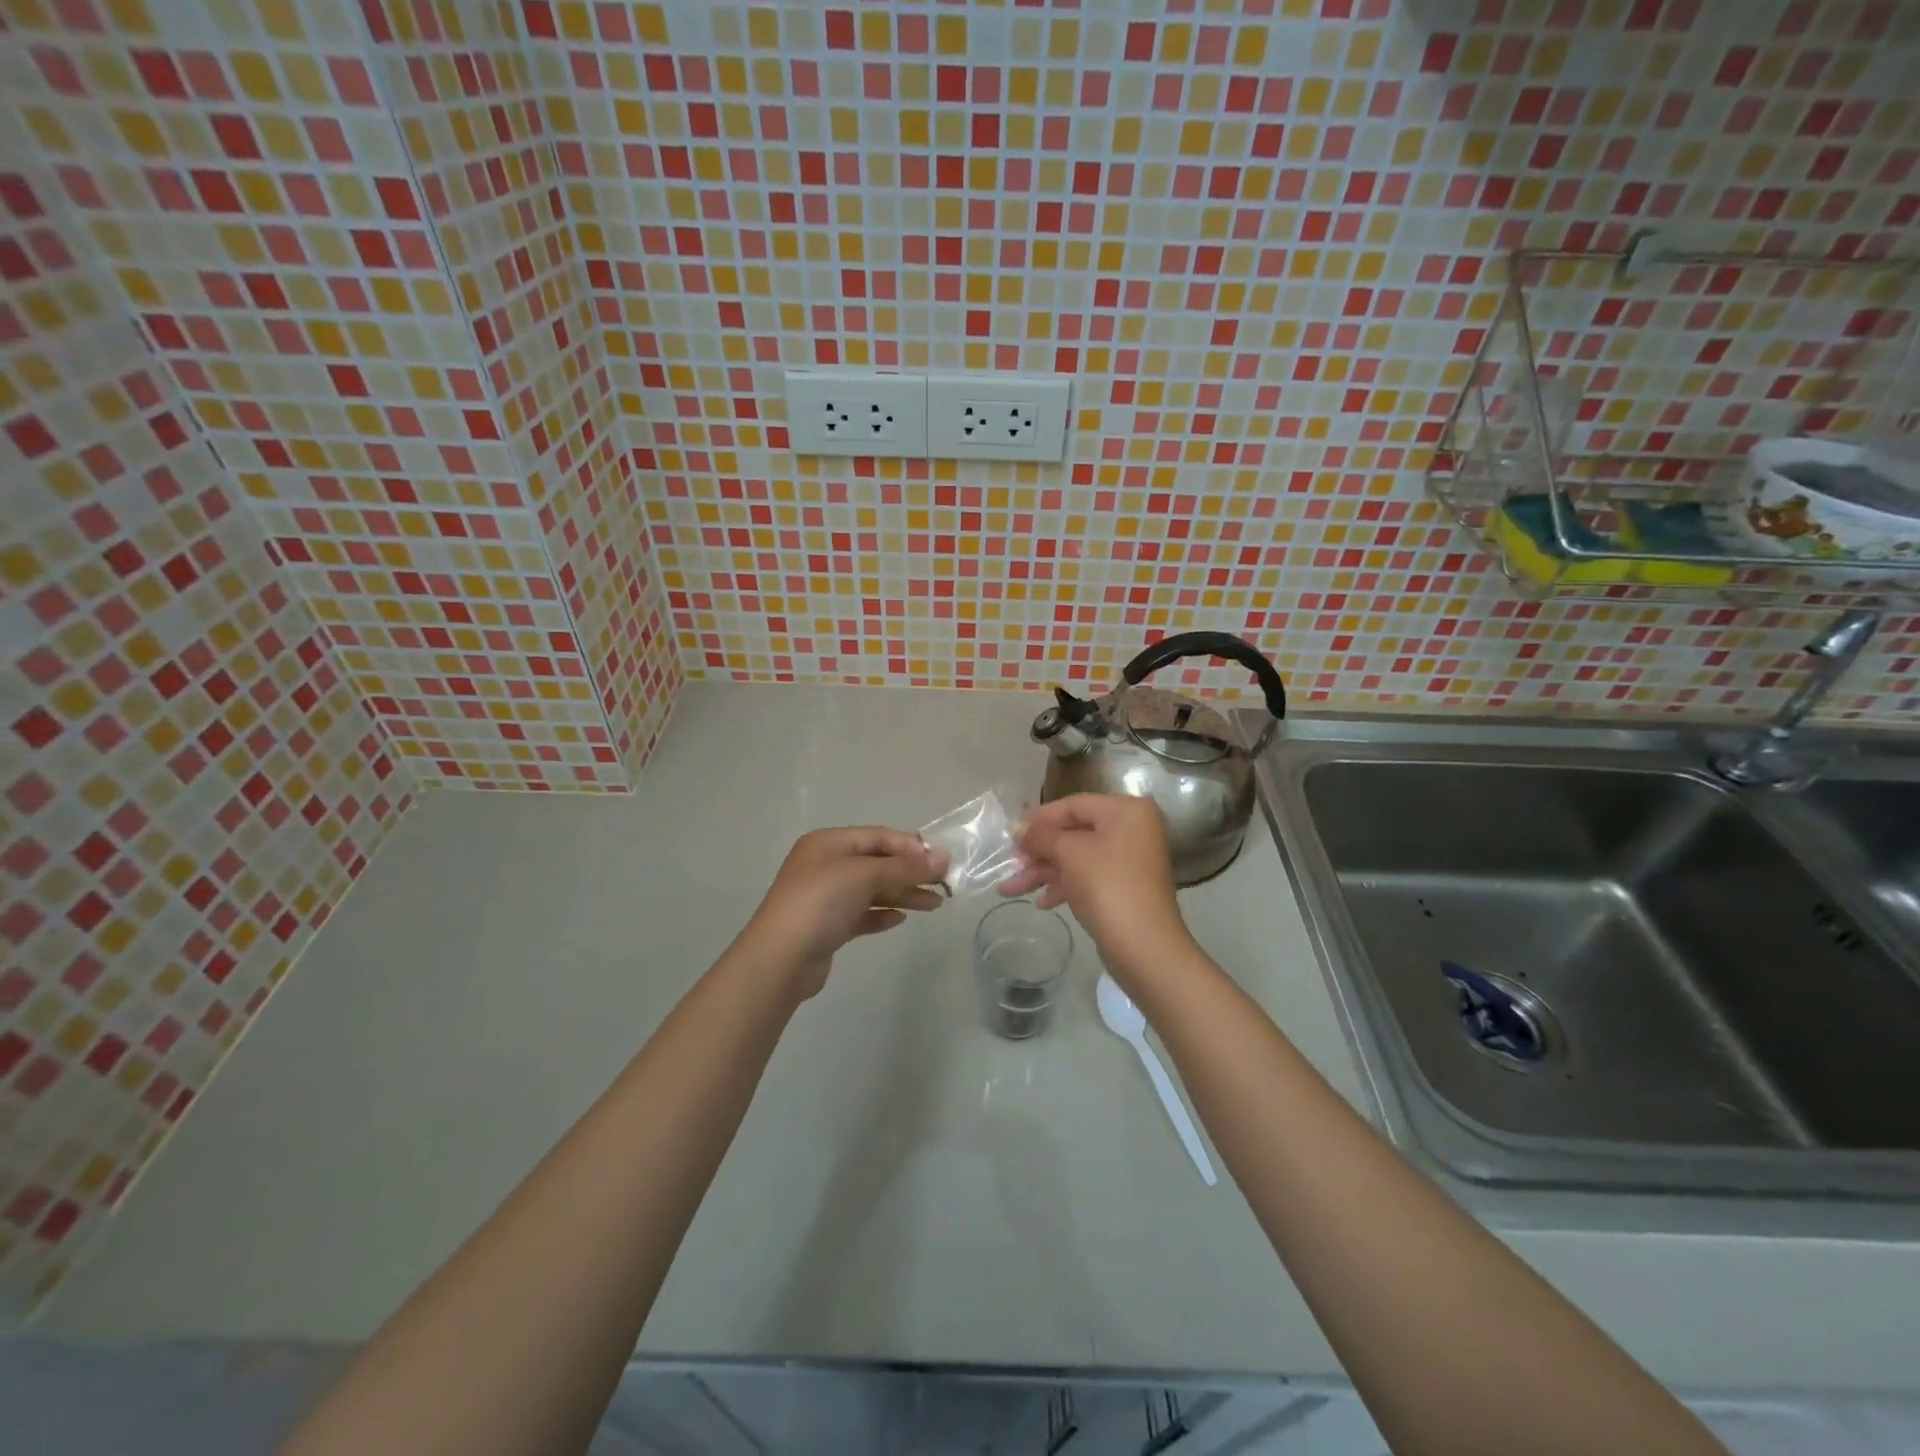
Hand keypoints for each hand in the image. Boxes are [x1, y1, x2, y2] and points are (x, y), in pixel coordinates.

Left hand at [740, 828, 947, 1000]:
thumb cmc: (820, 904)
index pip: (878, 836)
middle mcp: (825, 865)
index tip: (941, 862)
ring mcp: (825, 897)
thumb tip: (944, 857)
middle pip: (877, 863)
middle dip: (911, 872)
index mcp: (828, 843)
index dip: (911, 847)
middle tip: (945, 885)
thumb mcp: (865, 876)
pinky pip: (862, 913)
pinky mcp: (827, 926)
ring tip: (935, 905)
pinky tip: (900, 920)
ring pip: (872, 890)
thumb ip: (905, 867)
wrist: (780, 959)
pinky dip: (882, 914)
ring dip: (903, 894)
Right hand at [999, 794, 1194, 984]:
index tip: (1010, 831)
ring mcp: (1129, 860)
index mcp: (1126, 811)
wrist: (1143, 945)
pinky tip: (1042, 903)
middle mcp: (1132, 829)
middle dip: (1038, 851)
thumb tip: (1019, 829)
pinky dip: (1064, 885)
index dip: (1039, 818)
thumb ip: (1040, 836)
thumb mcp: (1068, 853)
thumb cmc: (1106, 886)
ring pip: (1077, 858)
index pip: (1074, 805)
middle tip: (1009, 863)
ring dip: (1044, 872)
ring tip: (1010, 890)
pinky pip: (1088, 877)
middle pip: (1074, 833)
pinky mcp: (1125, 887)